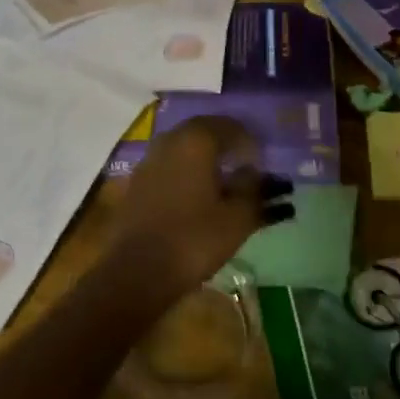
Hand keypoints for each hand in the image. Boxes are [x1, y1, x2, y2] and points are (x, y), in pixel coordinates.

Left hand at [103, 116, 292, 305]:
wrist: (137, 271)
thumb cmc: (193, 239)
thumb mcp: (237, 217)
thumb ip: (254, 190)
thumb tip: (257, 174)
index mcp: (196, 140)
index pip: (231, 126)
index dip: (250, 142)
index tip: (262, 163)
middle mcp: (170, 140)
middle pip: (205, 132)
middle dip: (228, 145)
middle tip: (245, 165)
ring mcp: (150, 160)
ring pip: (185, 148)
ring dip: (207, 159)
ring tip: (225, 181)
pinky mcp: (137, 182)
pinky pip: (170, 166)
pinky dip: (188, 172)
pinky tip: (198, 196)